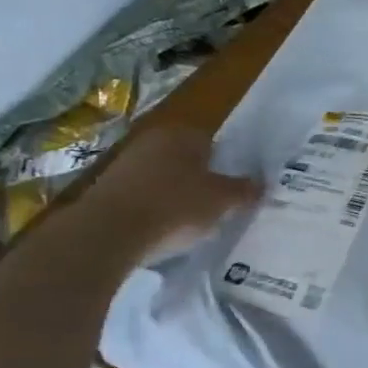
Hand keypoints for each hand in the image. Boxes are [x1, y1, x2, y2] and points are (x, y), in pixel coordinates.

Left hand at [75, 126, 260, 266]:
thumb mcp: (223, 201)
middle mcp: (152, 141)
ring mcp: (125, 164)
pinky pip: (142, 196)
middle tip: (216, 205)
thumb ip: (244, 191)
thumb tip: (261, 185)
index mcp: (183, 134)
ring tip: (190, 222)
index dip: (226, 166)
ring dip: (175, 195)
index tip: (233, 189)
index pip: (213, 143)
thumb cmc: (175, 206)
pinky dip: (153, 209)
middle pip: (186, 160)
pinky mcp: (105, 190)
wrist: (108, 233)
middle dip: (200, 180)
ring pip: (163, 178)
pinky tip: (162, 229)